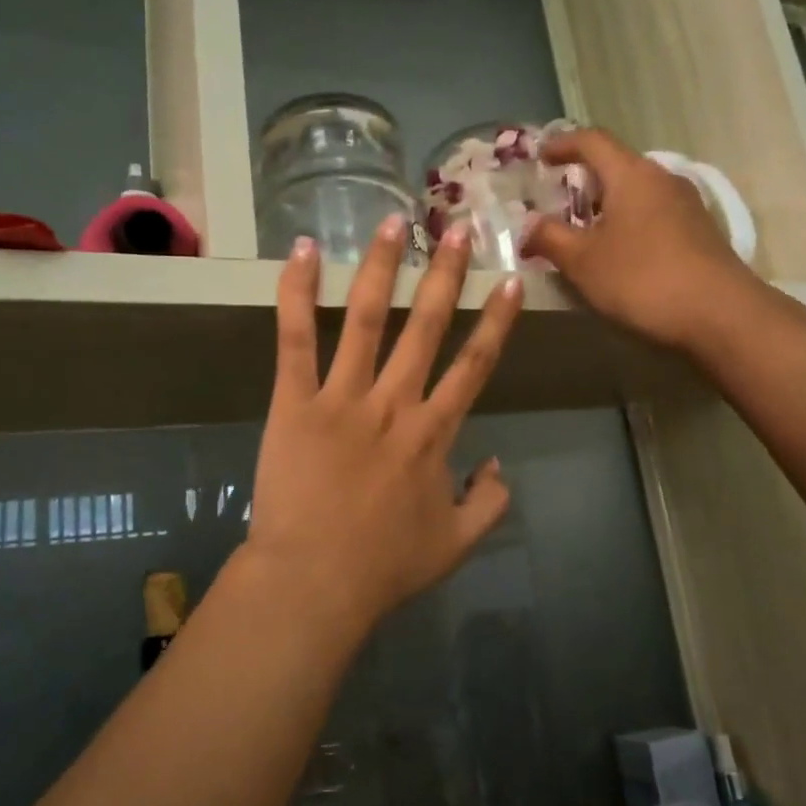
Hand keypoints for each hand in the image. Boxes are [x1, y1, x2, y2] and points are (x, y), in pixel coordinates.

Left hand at [243, 215, 522, 633]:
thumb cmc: (384, 566)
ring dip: (381, 267)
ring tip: (393, 222)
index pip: (475, 364)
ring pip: (365, 319)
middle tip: (457, 227)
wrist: (314, 583)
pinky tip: (302, 251)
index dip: (496, 320)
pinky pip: (296, 340)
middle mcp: (395, 402)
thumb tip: (499, 464)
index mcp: (434, 433)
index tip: (510, 280)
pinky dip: (297, 293)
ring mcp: (343, 397)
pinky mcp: (295, 402)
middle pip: (426, 326)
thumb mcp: (456, 544)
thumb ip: (489, 502)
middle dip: (445, 274)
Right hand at [522, 128, 755, 351]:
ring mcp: (685, 204)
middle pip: (616, 166)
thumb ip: (550, 238)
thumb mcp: (583, 261)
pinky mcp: (698, 231)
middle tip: (555, 205)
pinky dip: (627, 223)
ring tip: (582, 234)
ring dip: (605, 206)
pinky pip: (652, 214)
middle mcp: (662, 178)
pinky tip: (617, 254)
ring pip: (635, 192)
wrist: (720, 314)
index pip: (592, 140)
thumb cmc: (642, 279)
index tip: (540, 158)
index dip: (562, 144)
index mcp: (631, 174)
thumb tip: (528, 224)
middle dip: (582, 181)